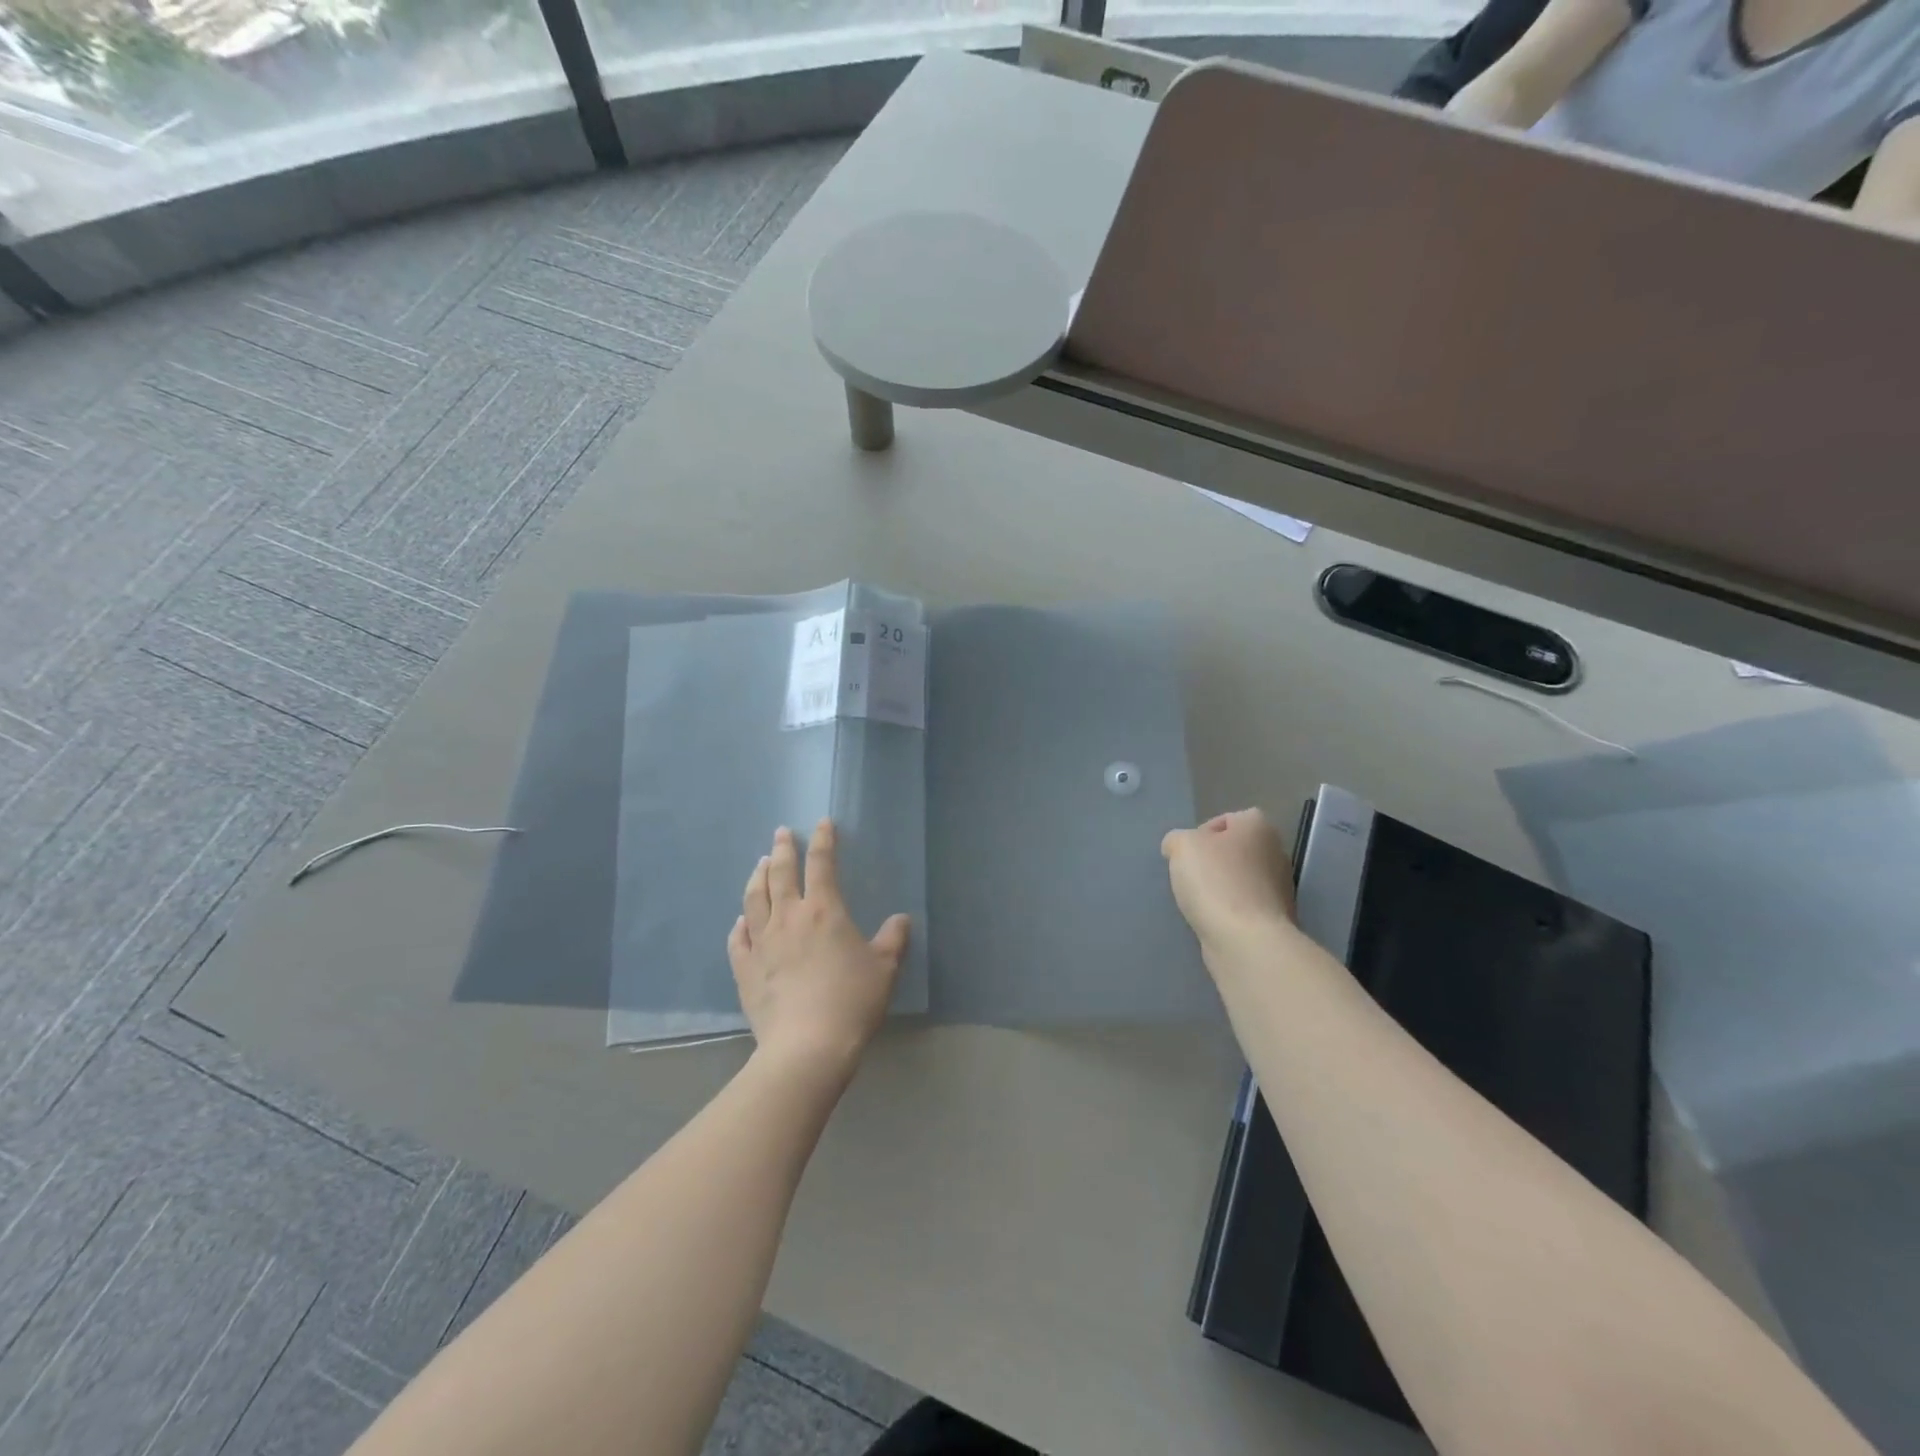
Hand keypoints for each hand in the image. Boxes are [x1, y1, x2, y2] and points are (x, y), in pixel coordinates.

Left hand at [729, 820, 911, 1074]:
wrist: (807, 1046)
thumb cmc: (852, 1001)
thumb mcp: (885, 968)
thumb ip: (893, 939)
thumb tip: (901, 919)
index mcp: (824, 911)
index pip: (822, 864)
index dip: (823, 840)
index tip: (822, 823)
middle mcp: (788, 918)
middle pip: (782, 874)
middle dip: (784, 849)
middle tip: (781, 832)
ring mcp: (761, 943)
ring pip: (754, 899)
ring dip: (757, 877)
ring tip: (760, 864)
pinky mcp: (744, 970)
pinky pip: (738, 939)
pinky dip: (739, 924)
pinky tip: (740, 920)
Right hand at [1161, 809, 1298, 952]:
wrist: (1246, 940)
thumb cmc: (1215, 882)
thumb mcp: (1181, 846)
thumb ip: (1177, 839)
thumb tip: (1179, 848)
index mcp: (1259, 827)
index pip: (1228, 819)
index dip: (1203, 833)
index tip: (1187, 853)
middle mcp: (1276, 852)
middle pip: (1235, 850)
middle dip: (1213, 862)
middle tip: (1190, 876)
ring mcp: (1280, 888)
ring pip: (1241, 879)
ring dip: (1221, 888)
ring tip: (1199, 902)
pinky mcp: (1276, 918)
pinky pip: (1245, 906)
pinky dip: (1230, 911)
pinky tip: (1214, 920)